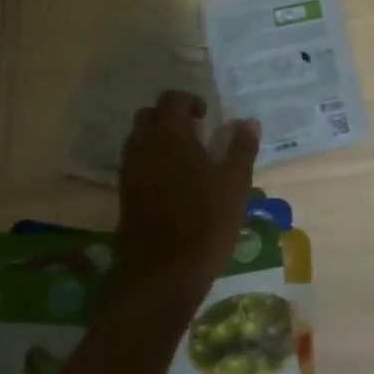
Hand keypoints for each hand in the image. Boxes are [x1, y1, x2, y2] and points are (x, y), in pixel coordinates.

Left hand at [117, 91, 260, 297]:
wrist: (161, 274)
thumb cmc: (204, 222)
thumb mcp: (235, 184)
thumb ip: (241, 148)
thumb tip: (249, 122)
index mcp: (169, 135)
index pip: (171, 99)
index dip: (189, 101)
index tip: (207, 117)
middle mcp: (143, 146)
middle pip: (149, 116)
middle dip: (170, 118)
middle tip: (196, 135)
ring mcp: (129, 171)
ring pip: (139, 140)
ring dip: (159, 140)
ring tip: (187, 160)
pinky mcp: (124, 195)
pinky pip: (136, 164)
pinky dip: (152, 162)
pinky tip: (174, 185)